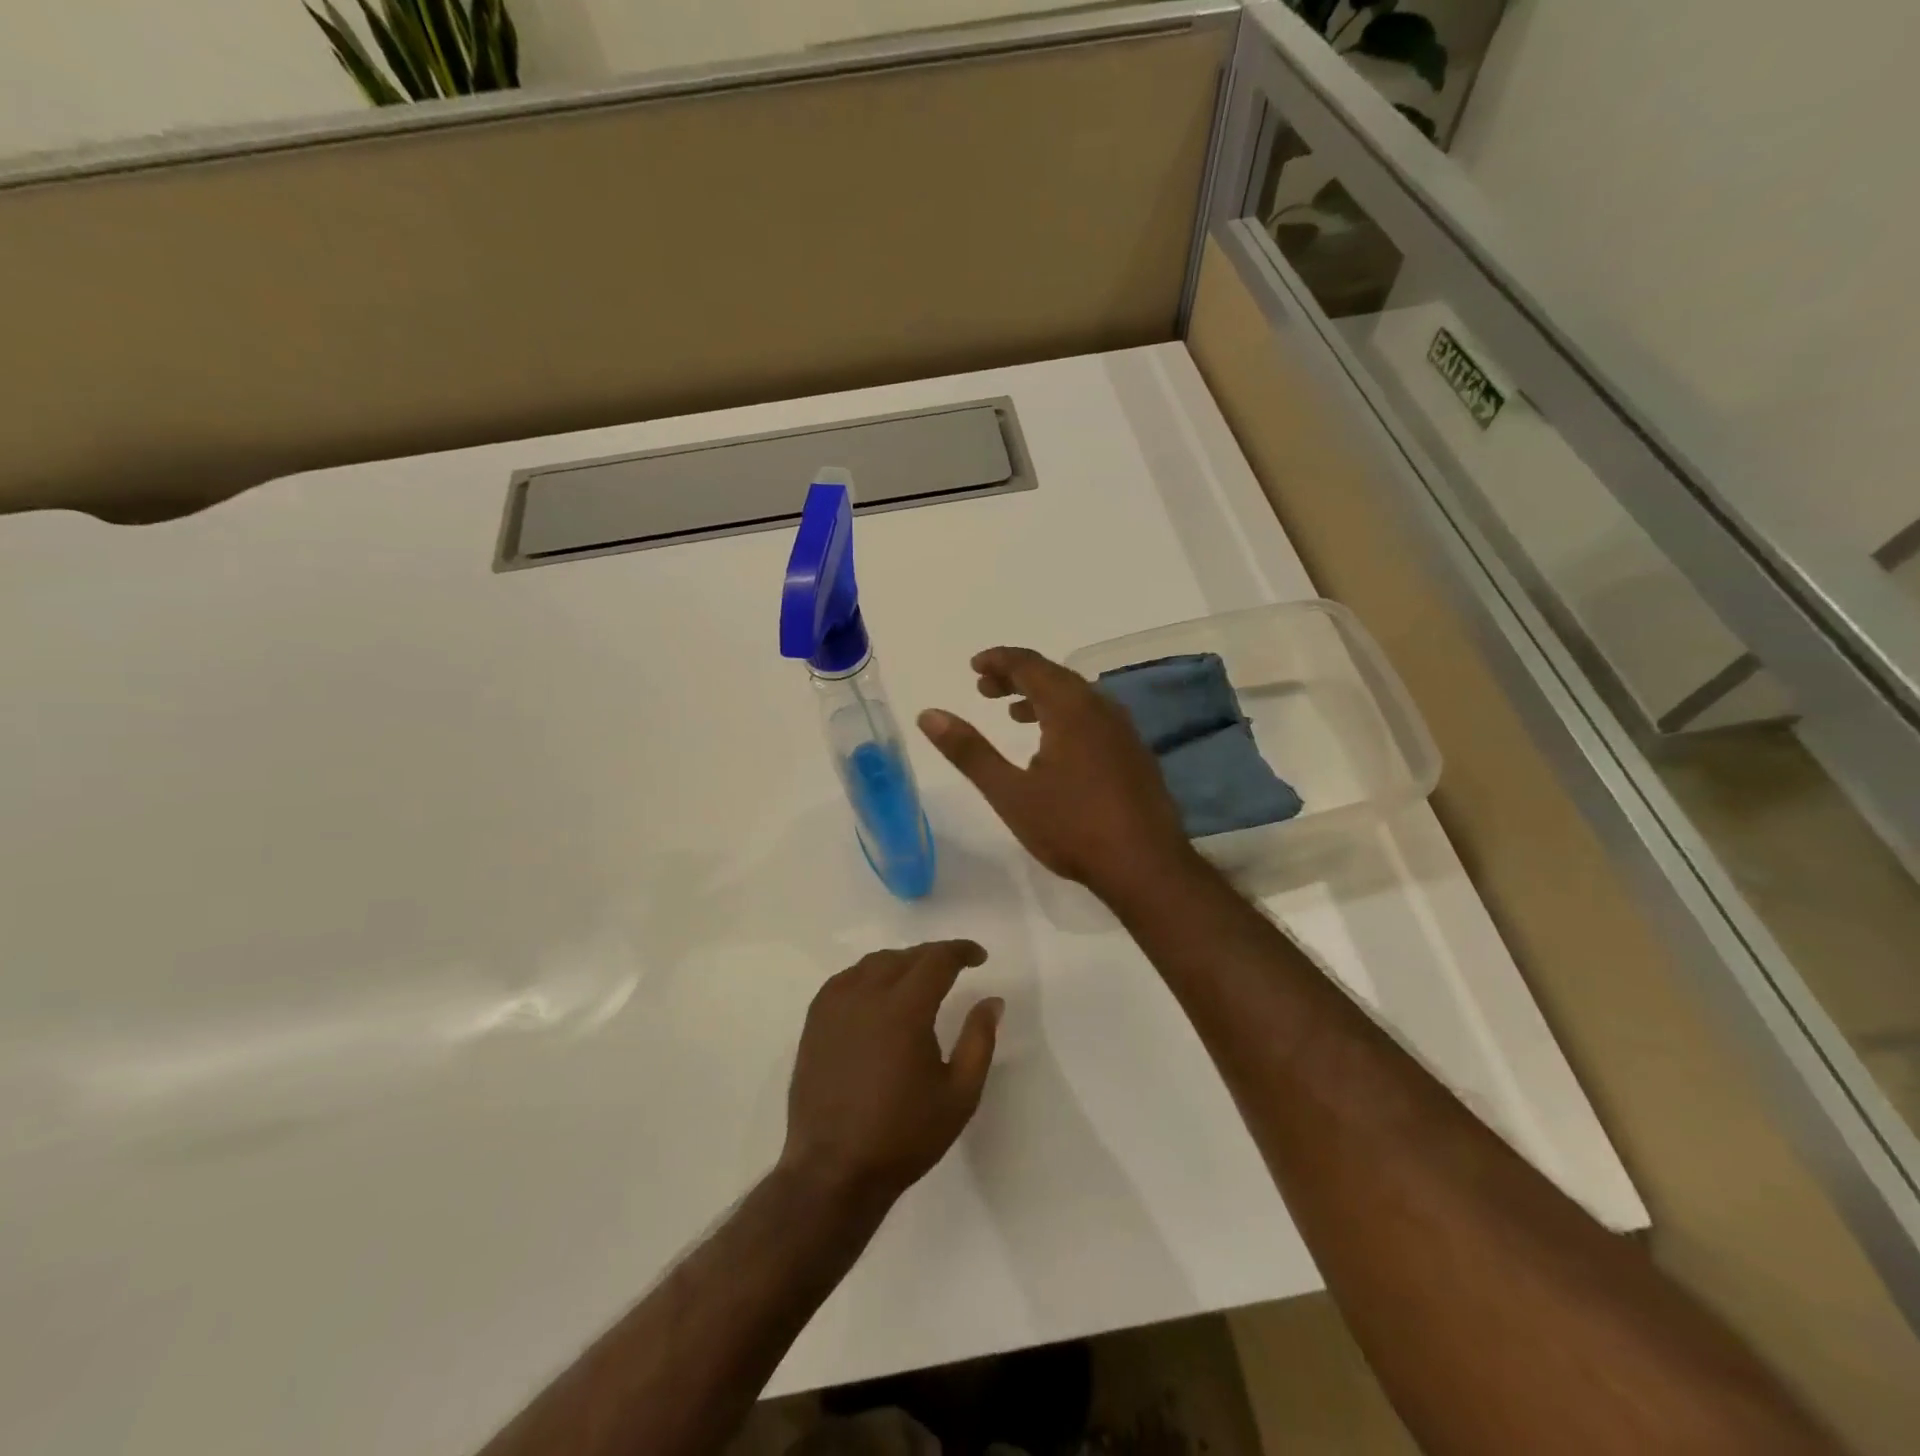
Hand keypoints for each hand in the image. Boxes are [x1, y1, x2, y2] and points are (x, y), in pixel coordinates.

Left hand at [780, 940, 1001, 1207]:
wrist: (834, 1171)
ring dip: (901, 963)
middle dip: (933, 956)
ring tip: (918, 978)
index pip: (936, 959)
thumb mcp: (959, 1095)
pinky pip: (845, 980)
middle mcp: (866, 996)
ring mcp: (835, 1007)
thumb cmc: (904, 1136)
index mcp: (904, 1009)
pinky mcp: (814, 1022)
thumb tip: (991, 1001)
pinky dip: (867, 975)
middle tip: (953, 968)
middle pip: (904, 956)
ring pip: (872, 964)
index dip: (961, 951)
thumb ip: (979, 1040)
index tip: (979, 957)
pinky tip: (877, 994)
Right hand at [918, 647, 1194, 899]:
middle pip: (1055, 676)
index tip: (974, 667)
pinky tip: (1054, 748)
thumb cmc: (1072, 827)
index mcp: (1071, 708)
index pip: (1029, 664)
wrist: (1146, 866)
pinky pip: (1094, 718)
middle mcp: (1101, 708)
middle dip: (1017, 677)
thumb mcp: (1010, 792)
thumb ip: (969, 751)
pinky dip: (1065, 717)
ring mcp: (1124, 731)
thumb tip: (928, 715)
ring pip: (1077, 698)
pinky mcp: (1135, 754)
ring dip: (1042, 697)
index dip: (999, 660)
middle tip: (985, 689)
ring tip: (1013, 713)